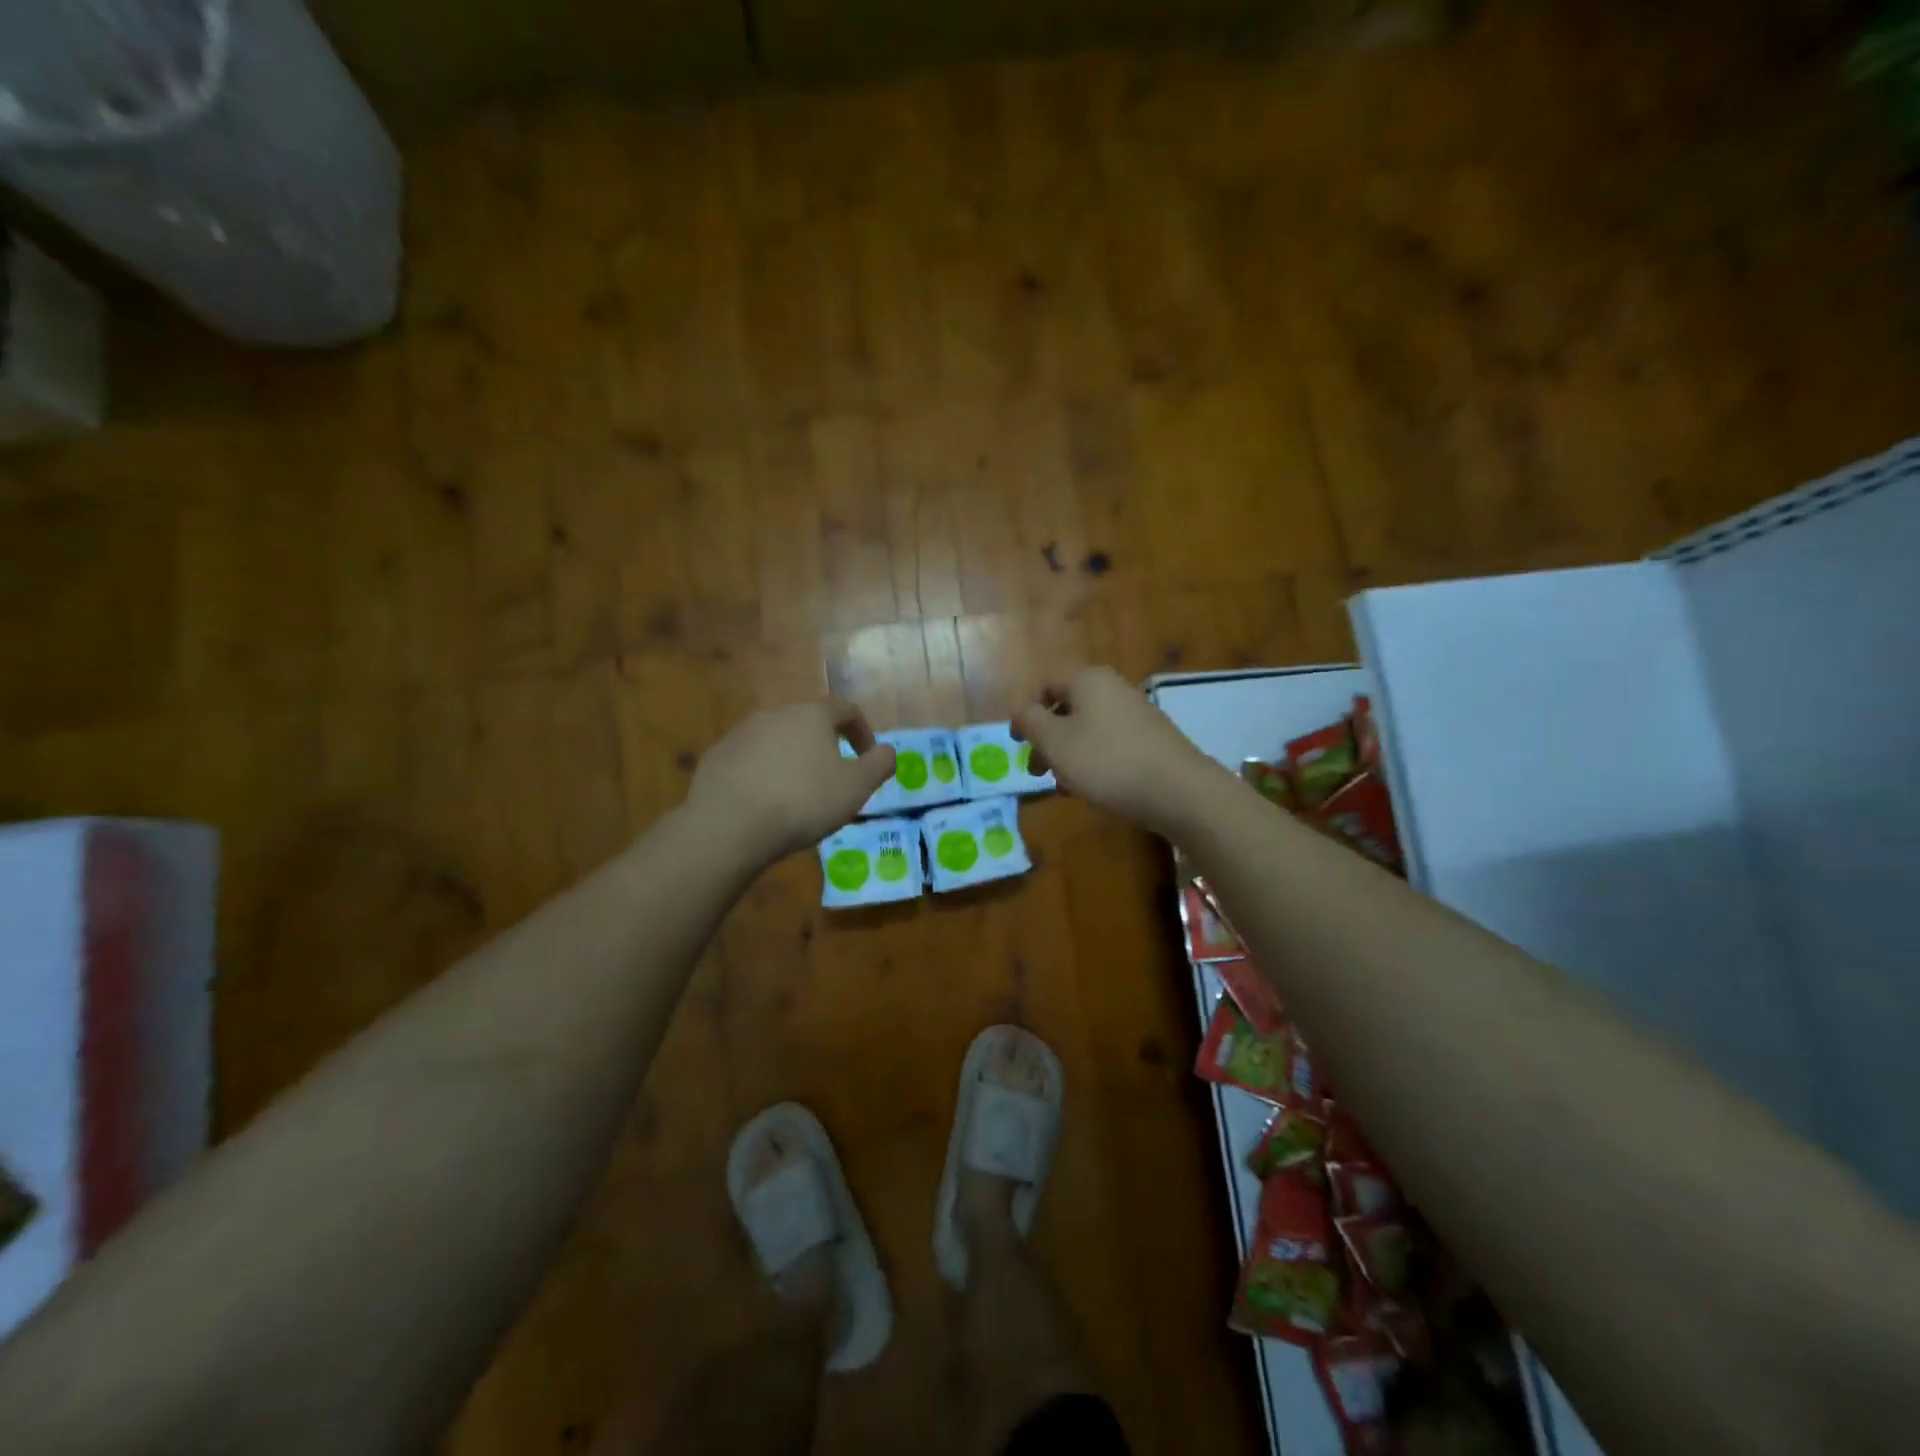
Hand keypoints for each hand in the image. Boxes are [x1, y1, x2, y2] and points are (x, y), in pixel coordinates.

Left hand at [687, 698, 895, 864]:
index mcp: (812, 716)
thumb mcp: (857, 787)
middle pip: (808, 723)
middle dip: (824, 746)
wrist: (731, 824)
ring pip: (776, 741)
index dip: (862, 731)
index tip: (868, 757)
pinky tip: (764, 802)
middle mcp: (775, 714)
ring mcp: (741, 734)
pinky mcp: (717, 757)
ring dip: (792, 760)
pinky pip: (749, 760)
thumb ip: (879, 764)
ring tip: (797, 794)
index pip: (845, 709)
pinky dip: (762, 774)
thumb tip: (887, 751)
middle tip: (833, 778)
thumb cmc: (804, 801)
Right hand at [1012, 666, 1220, 834]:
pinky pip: (1111, 743)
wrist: (1177, 790)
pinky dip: (1095, 760)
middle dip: (1047, 739)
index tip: (1018, 744)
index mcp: (1087, 680)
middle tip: (1038, 772)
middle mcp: (1113, 687)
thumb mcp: (1054, 742)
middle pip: (1067, 708)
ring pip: (1088, 728)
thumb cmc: (1105, 761)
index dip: (1026, 713)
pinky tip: (1095, 788)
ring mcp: (1136, 712)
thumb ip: (1030, 721)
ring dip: (1069, 754)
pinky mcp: (1151, 737)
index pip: (1045, 686)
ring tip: (1065, 786)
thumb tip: (1024, 711)